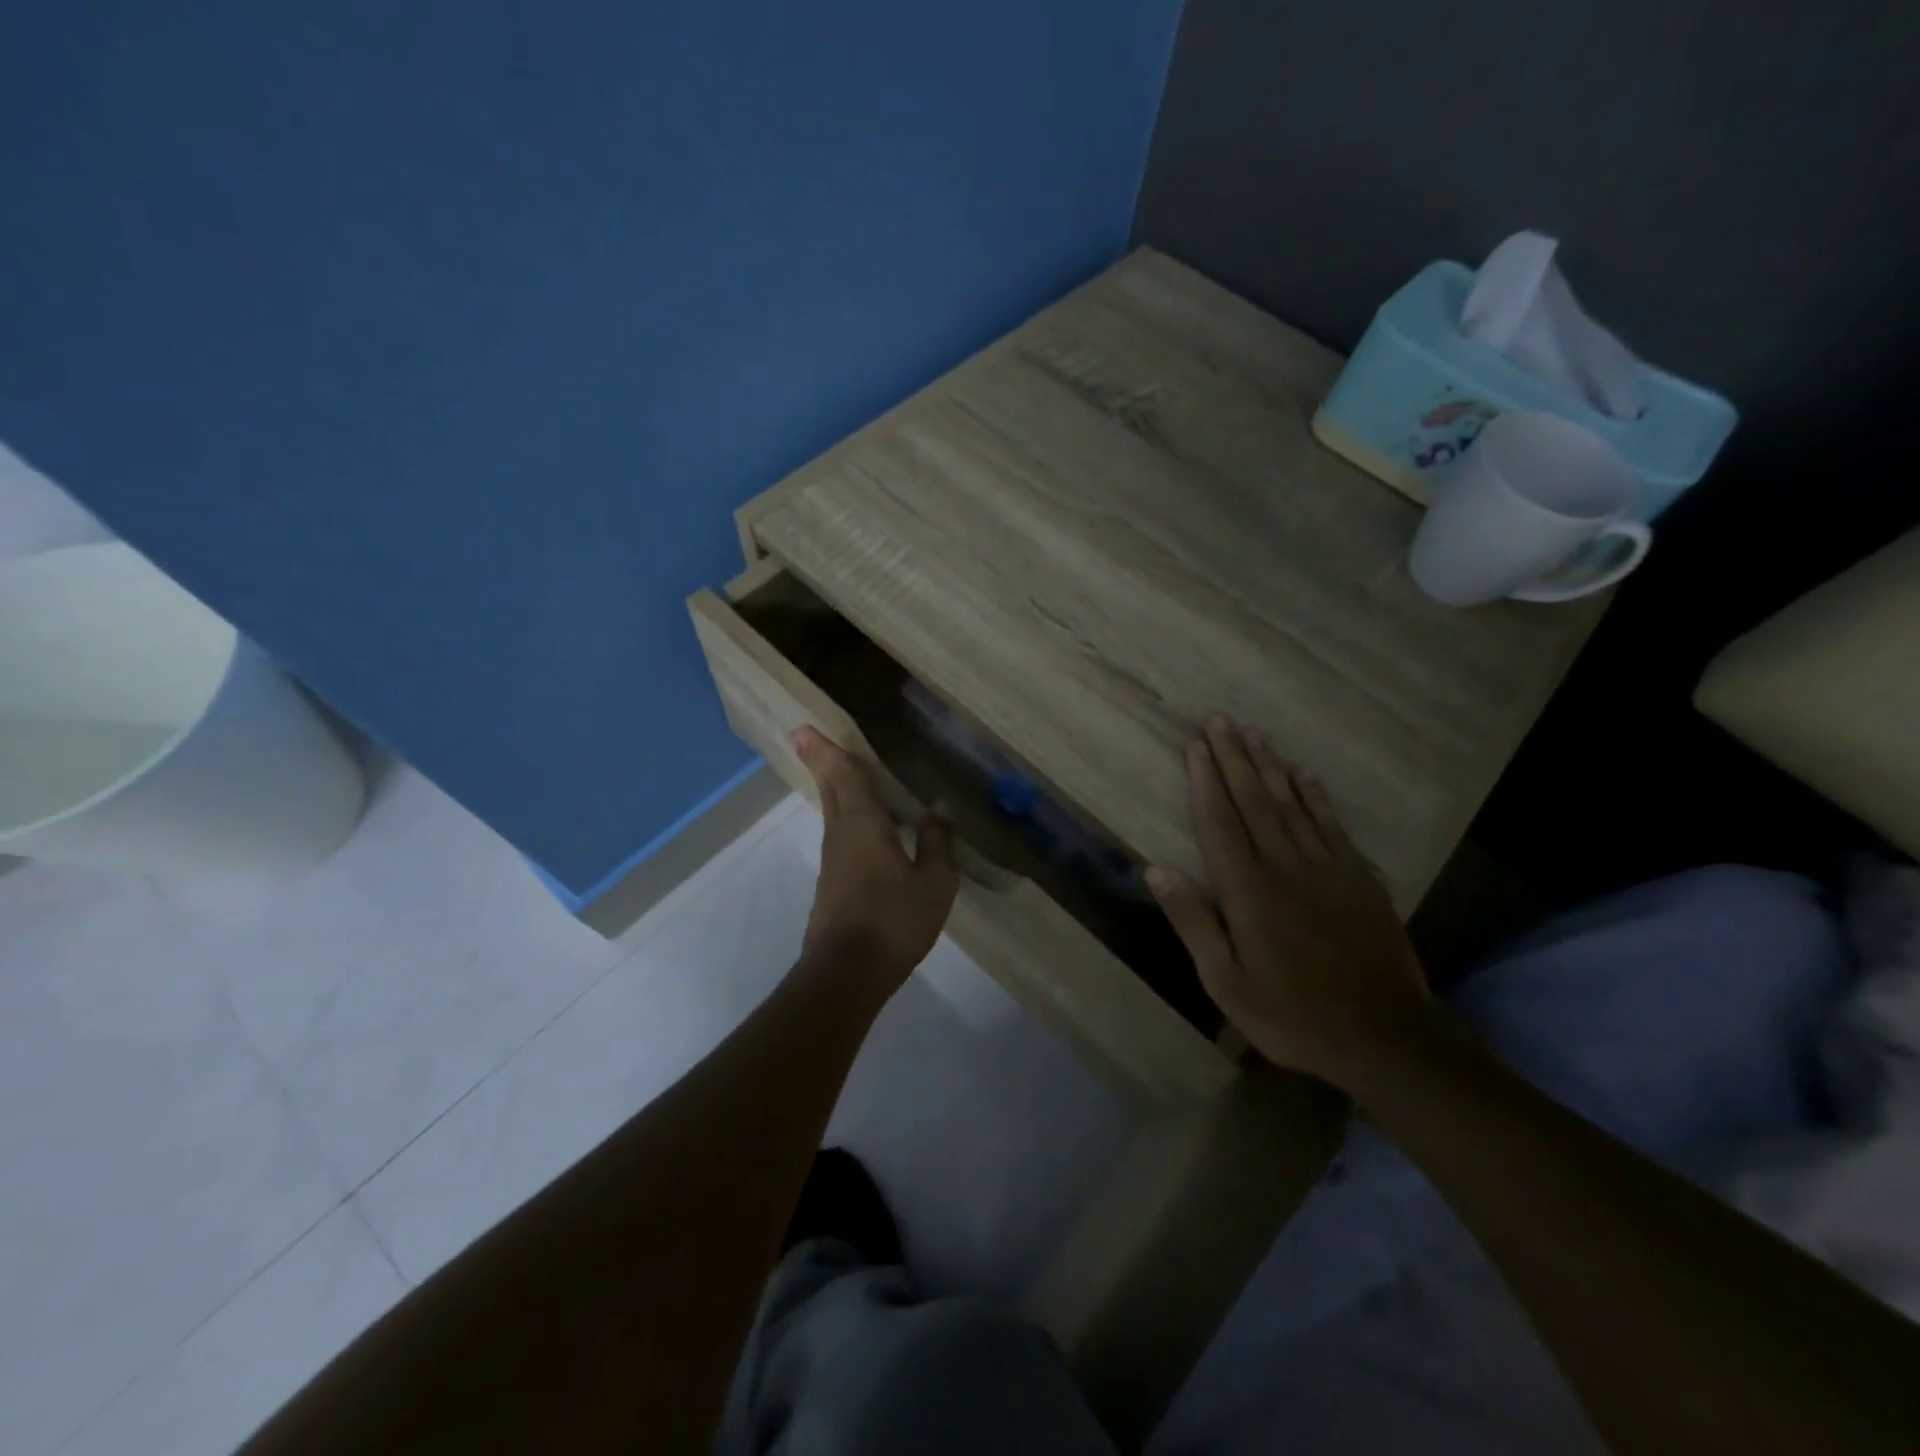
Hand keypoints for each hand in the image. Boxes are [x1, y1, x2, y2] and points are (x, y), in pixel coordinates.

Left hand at [793, 727, 958, 995]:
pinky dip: (845, 817)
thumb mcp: (934, 883)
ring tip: (841, 773)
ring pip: (832, 813)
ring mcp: (833, 861)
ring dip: (833, 788)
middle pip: (830, 790)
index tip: (804, 728)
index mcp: (864, 825)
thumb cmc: (894, 921)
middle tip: (806, 737)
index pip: (844, 777)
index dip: (827, 750)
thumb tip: (939, 809)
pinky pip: (840, 835)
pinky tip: (862, 826)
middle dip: (820, 762)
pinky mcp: (833, 884)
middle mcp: (841, 835)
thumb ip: (937, 844)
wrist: (847, 974)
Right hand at [1147, 715, 1432, 1083]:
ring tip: (1254, 733)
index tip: (1195, 746)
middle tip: (1220, 719)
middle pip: (1254, 801)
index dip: (1205, 782)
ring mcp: (1328, 869)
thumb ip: (1193, 922)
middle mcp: (1286, 867)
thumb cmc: (1292, 1015)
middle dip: (1234, 758)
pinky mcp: (1359, 879)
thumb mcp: (1227, 983)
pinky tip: (1305, 776)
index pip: (1220, 823)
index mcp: (1249, 892)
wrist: (1385, 1038)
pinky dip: (1316, 797)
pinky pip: (1332, 825)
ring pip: (1292, 804)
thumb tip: (1156, 870)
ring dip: (1270, 766)